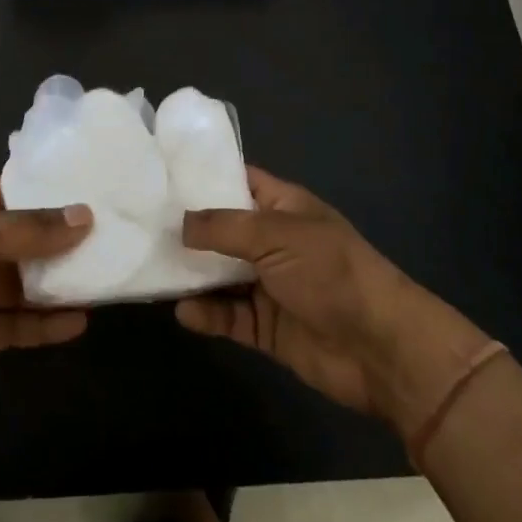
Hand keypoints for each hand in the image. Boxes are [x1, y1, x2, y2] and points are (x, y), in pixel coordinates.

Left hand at [0, 176, 92, 424]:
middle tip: (109, 244)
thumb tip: (84, 215)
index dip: (48, 197)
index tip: (93, 200)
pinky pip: (11, 321)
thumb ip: (31, 230)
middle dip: (58, 244)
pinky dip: (41, 323)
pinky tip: (77, 323)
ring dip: (54, 285)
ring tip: (102, 282)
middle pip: (18, 238)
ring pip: (18, 282)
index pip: (8, 192)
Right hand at [176, 166, 420, 416]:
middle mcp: (272, 242)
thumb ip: (224, 227)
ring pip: (220, 275)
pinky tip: (183, 312)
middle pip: (221, 230)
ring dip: (191, 274)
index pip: (237, 181)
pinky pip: (229, 316)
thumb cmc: (331, 272)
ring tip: (151, 269)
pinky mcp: (266, 327)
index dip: (203, 176)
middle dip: (187, 229)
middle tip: (139, 224)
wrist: (381, 348)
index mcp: (282, 207)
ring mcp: (269, 285)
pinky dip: (207, 314)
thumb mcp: (275, 235)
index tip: (159, 172)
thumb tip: (180, 223)